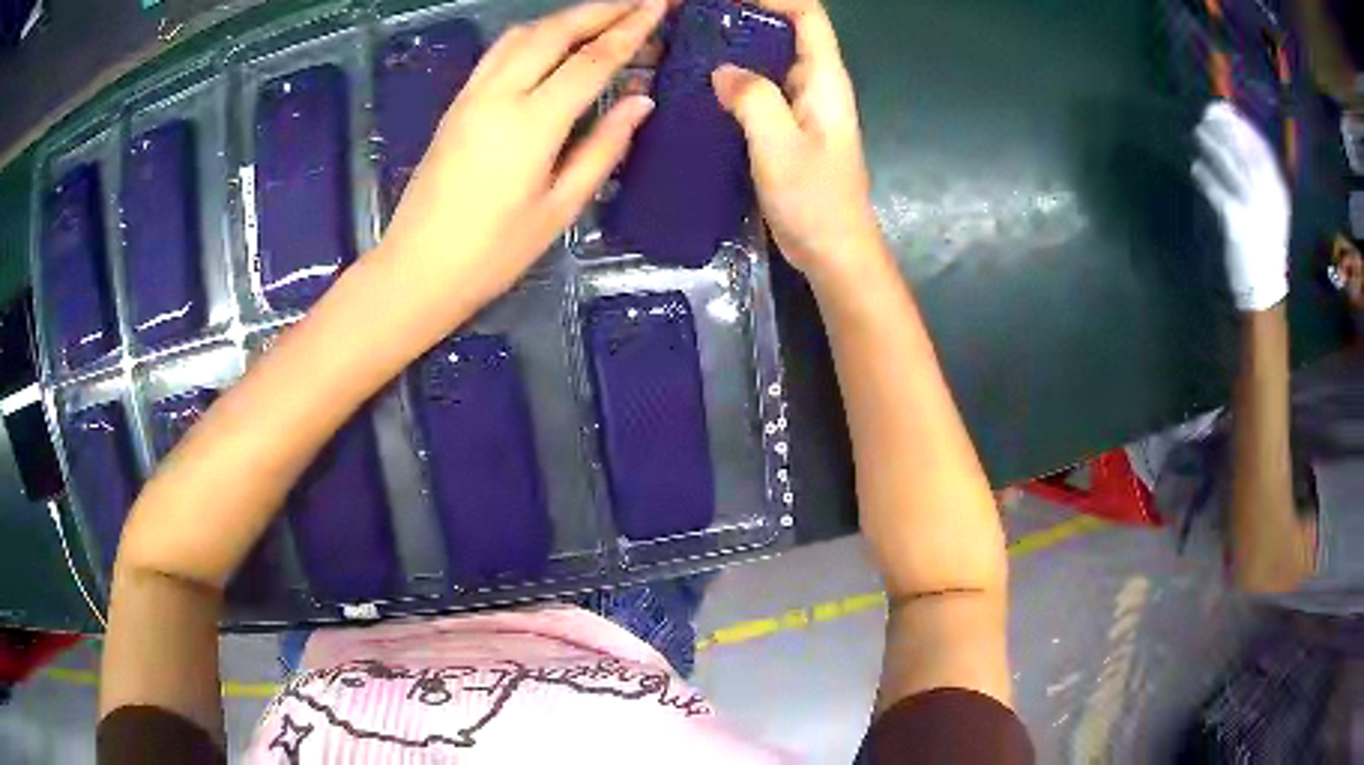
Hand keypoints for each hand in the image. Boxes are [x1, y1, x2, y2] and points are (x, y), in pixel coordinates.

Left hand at [379, 0, 665, 314]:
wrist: (417, 268)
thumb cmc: (493, 252)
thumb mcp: (559, 208)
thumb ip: (603, 148)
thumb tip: (640, 102)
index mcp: (531, 123)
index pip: (592, 59)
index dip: (631, 28)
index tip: (659, 5)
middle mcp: (498, 94)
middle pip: (555, 31)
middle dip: (601, 10)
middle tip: (639, 2)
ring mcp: (471, 95)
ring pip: (522, 34)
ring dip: (566, 18)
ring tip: (602, 17)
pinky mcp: (456, 104)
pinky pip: (500, 52)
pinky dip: (535, 35)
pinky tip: (553, 43)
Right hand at [709, 0, 884, 291]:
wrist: (832, 252)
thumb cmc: (815, 202)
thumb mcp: (781, 146)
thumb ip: (754, 99)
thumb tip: (723, 71)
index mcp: (824, 80)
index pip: (808, 15)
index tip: (726, 1)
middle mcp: (814, 85)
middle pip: (784, 31)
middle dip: (741, 18)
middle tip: (693, 22)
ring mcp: (799, 107)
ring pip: (767, 60)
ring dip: (732, 49)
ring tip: (686, 47)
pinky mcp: (784, 128)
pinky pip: (756, 90)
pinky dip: (730, 81)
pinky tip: (698, 88)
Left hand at [1192, 101, 1291, 312]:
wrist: (1265, 288)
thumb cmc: (1267, 243)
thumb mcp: (1273, 207)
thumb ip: (1262, 177)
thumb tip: (1239, 137)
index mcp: (1278, 192)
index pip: (1260, 148)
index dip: (1241, 125)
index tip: (1226, 108)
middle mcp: (1267, 197)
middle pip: (1242, 150)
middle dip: (1223, 127)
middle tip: (1207, 113)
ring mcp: (1252, 209)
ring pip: (1228, 165)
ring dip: (1210, 145)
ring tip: (1198, 134)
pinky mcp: (1236, 223)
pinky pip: (1216, 191)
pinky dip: (1204, 176)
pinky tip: (1196, 167)